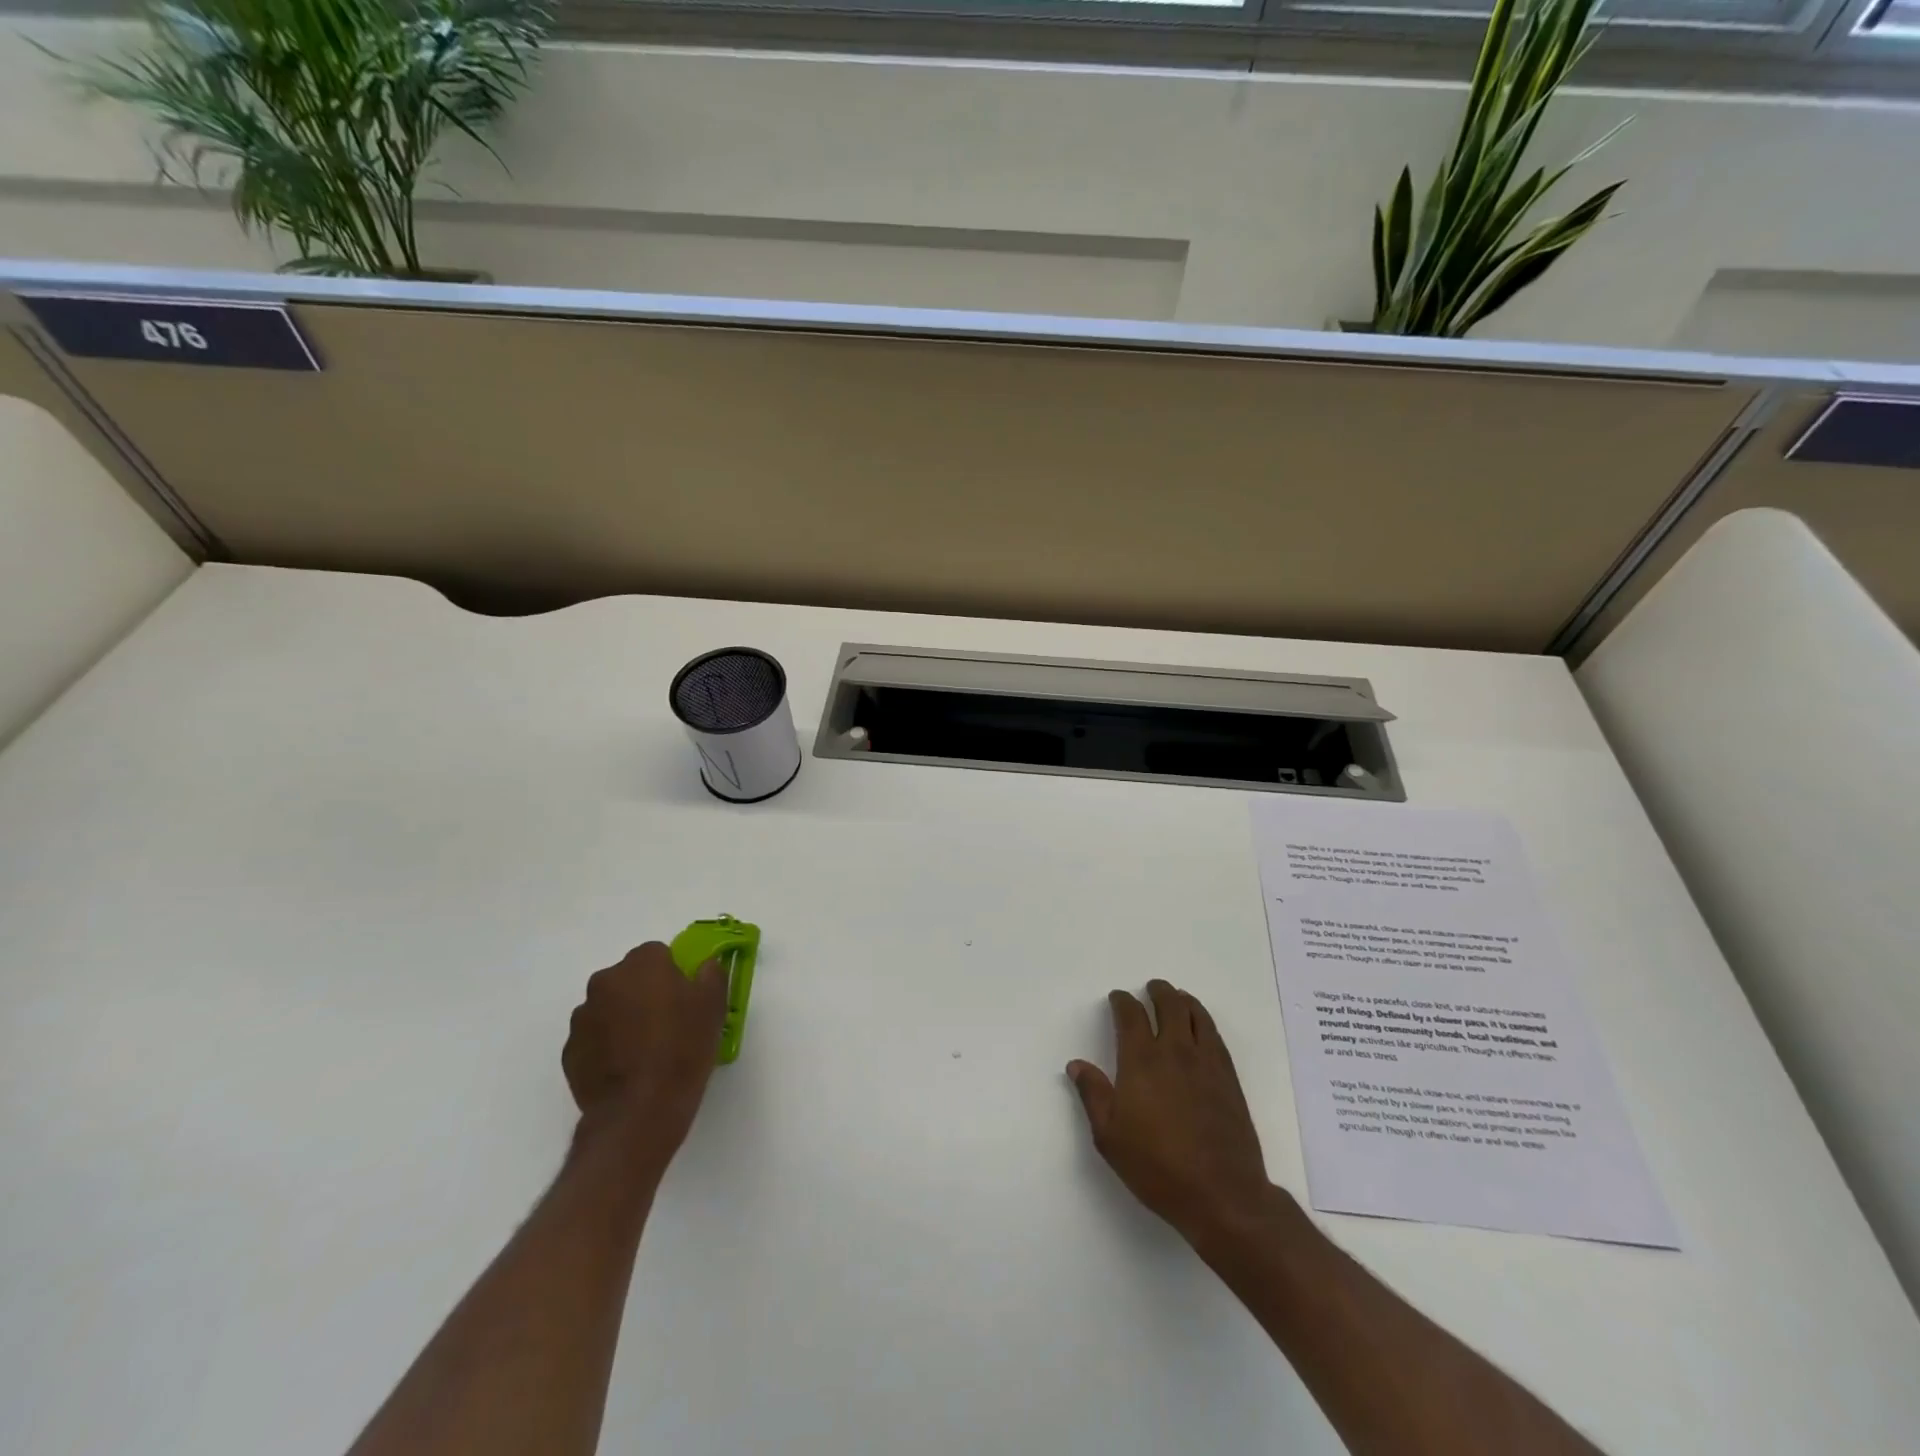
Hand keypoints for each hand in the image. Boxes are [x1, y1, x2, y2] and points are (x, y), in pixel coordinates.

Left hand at [563, 942, 726, 1162]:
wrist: (640, 1111)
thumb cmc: (683, 1049)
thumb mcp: (714, 1006)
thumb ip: (711, 974)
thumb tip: (704, 966)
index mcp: (642, 964)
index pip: (658, 954)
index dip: (673, 975)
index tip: (684, 999)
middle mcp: (606, 982)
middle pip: (629, 978)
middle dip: (644, 993)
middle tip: (667, 1023)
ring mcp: (582, 1018)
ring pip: (609, 1007)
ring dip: (623, 1019)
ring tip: (645, 1051)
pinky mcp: (570, 1052)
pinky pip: (594, 1038)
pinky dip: (607, 1046)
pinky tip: (627, 1069)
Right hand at [1067, 981, 1275, 1246]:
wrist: (1221, 1194)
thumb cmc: (1157, 1166)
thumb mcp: (1109, 1136)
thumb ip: (1093, 1094)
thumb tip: (1076, 1065)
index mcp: (1141, 1060)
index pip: (1130, 1015)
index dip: (1122, 1001)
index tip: (1117, 999)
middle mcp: (1175, 1051)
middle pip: (1168, 1004)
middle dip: (1157, 991)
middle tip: (1150, 988)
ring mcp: (1206, 1062)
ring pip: (1196, 1014)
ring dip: (1183, 1000)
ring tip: (1177, 998)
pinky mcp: (1229, 1078)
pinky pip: (1215, 1035)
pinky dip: (1204, 1021)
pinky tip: (1200, 1028)